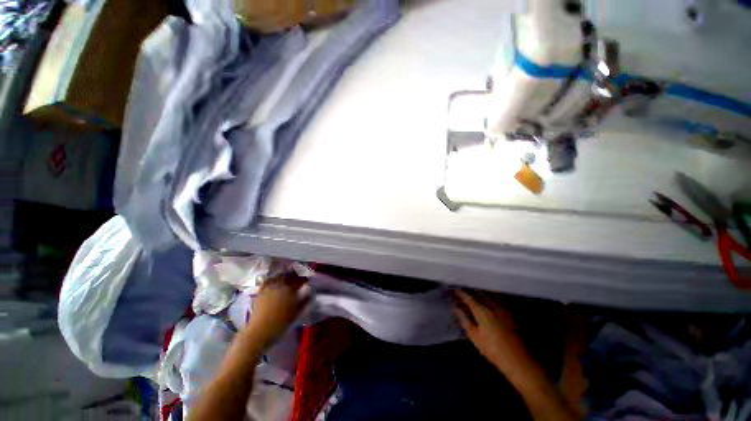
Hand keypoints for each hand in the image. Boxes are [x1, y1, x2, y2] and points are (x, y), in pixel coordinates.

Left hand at [244, 274, 309, 347]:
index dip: (304, 279)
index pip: (300, 279)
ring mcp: (269, 287)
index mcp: (290, 288)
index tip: (307, 281)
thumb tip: (309, 292)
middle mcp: (279, 285)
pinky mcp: (260, 292)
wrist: (260, 331)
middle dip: (294, 276)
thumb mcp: (296, 312)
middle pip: (288, 276)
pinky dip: (272, 280)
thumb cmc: (280, 322)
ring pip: (278, 277)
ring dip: (283, 277)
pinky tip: (274, 283)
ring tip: (286, 280)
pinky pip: (267, 281)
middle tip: (297, 280)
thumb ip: (304, 300)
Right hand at [453, 289, 533, 376]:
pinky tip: (490, 299)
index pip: (469, 298)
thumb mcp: (475, 337)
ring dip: (481, 292)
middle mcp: (493, 306)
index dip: (461, 293)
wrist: (519, 361)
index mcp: (482, 311)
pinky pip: (499, 299)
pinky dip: (492, 296)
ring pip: (490, 294)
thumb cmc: (493, 350)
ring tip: (475, 294)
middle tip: (463, 293)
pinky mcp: (511, 313)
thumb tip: (456, 308)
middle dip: (470, 292)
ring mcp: (504, 308)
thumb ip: (465, 320)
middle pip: (479, 293)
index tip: (454, 290)